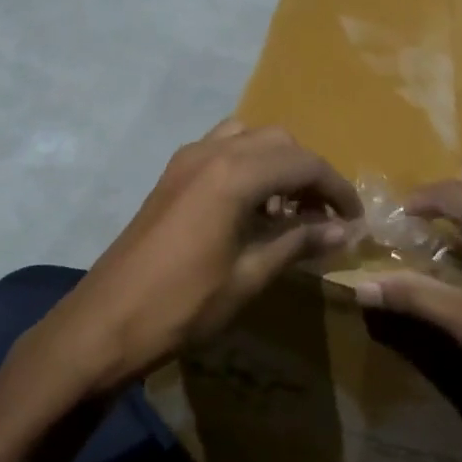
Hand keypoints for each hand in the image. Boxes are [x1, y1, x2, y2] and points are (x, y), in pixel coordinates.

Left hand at [19, 121, 361, 396]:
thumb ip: (299, 242)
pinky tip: (254, 207)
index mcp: (234, 173)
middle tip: (326, 215)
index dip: (337, 188)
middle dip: (309, 172)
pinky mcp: (172, 174)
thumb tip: (344, 230)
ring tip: (292, 209)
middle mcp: (212, 151)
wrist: (105, 322)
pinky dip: (249, 166)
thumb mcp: (250, 276)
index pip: (304, 163)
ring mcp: (187, 159)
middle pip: (279, 142)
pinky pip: (223, 150)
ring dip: (278, 164)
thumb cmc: (184, 304)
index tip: (355, 218)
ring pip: (249, 138)